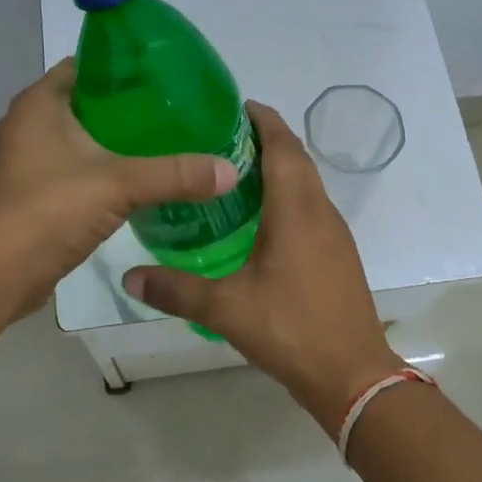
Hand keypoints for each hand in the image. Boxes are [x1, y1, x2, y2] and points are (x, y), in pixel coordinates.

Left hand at [0, 60, 238, 320]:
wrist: (0, 275)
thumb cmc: (50, 210)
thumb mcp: (120, 184)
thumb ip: (176, 174)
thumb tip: (231, 170)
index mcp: (39, 104)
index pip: (86, 66)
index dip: (124, 66)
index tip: (166, 75)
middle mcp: (29, 124)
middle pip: (88, 101)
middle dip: (129, 105)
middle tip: (176, 110)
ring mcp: (30, 160)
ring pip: (83, 136)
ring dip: (117, 139)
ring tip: (166, 140)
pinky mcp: (36, 191)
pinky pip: (78, 166)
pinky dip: (105, 167)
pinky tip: (140, 177)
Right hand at [122, 102, 401, 431]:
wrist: (352, 374)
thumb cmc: (290, 329)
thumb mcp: (226, 309)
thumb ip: (176, 290)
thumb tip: (129, 276)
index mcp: (297, 209)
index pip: (283, 145)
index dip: (262, 120)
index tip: (232, 107)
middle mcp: (320, 211)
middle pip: (296, 158)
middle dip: (265, 140)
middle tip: (220, 139)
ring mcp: (334, 233)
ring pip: (307, 184)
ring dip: (278, 169)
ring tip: (233, 174)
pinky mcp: (338, 254)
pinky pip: (311, 208)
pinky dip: (288, 197)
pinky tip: (260, 221)